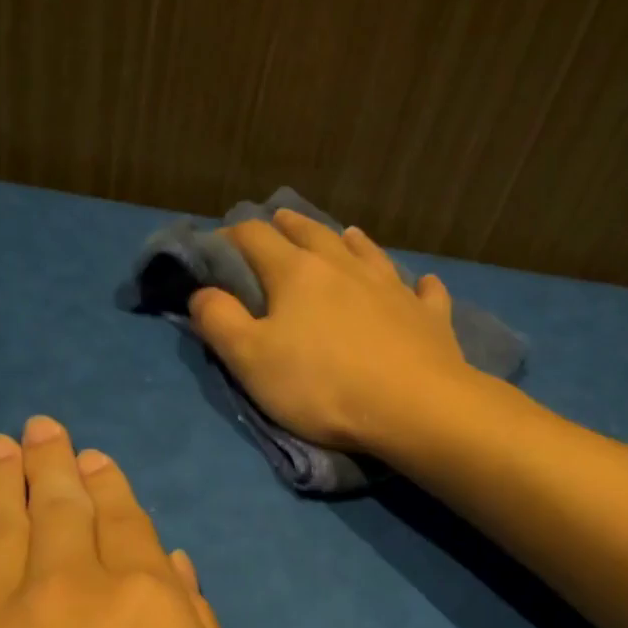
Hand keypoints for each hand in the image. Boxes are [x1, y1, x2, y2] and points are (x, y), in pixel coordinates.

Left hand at [0, 416, 241, 627]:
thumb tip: (172, 569)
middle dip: (53, 464)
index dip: (111, 487)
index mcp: (143, 603)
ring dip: (1, 481)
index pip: (125, 525)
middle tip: (42, 428)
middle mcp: (65, 589)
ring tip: (0, 447)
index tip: (95, 458)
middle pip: (59, 509)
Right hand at [188, 209, 472, 452]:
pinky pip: (423, 291)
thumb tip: (200, 292)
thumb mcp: (251, 360)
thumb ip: (220, 321)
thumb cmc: (322, 386)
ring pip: (367, 252)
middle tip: (277, 222)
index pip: (255, 238)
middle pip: (312, 234)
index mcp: (296, 273)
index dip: (231, 237)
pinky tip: (421, 283)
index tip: (218, 246)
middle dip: (289, 226)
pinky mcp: (427, 315)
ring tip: (345, 235)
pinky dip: (417, 285)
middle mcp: (344, 266)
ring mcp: (392, 287)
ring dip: (350, 242)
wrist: (413, 406)